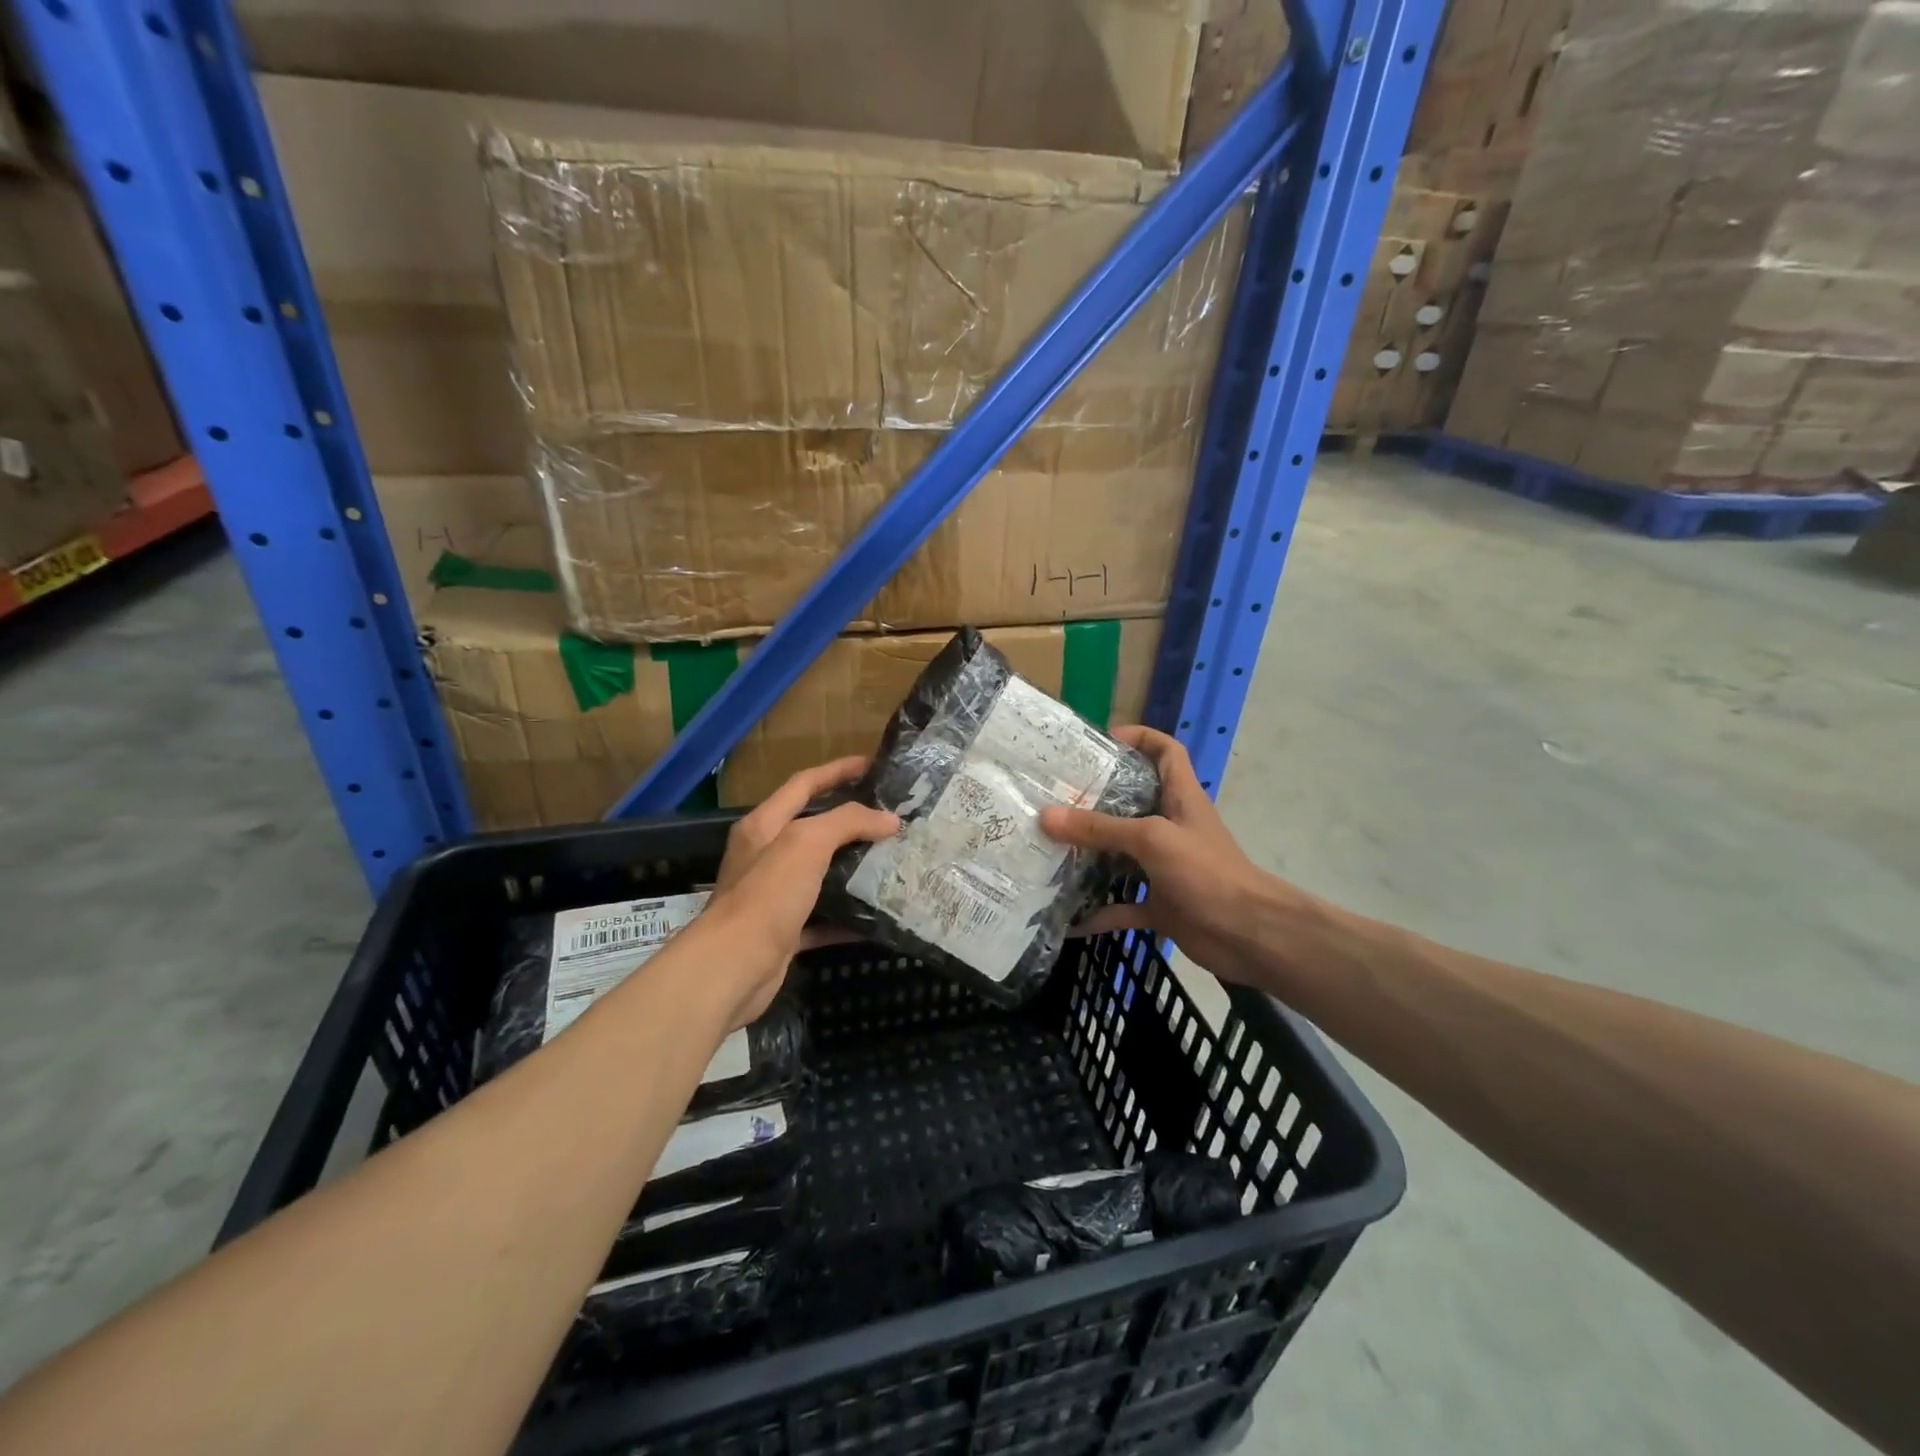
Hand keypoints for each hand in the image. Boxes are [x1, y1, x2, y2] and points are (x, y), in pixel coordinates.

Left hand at [700, 758, 897, 1026]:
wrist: (733, 968)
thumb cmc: (767, 895)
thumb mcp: (806, 844)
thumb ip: (847, 822)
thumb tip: (889, 819)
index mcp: (764, 825)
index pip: (804, 784)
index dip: (837, 770)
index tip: (873, 765)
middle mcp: (765, 855)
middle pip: (813, 827)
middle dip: (851, 819)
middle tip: (891, 816)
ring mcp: (774, 895)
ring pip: (821, 873)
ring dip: (853, 866)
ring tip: (892, 859)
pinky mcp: (784, 931)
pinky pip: (823, 917)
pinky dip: (848, 915)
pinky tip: (877, 914)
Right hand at [1039, 726, 1309, 987]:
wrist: (1249, 935)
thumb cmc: (1207, 873)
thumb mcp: (1152, 839)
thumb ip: (1101, 828)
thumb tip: (1047, 816)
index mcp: (1180, 798)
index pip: (1166, 752)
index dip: (1140, 738)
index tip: (1102, 741)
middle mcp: (1171, 828)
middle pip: (1131, 803)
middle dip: (1095, 800)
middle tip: (1054, 797)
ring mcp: (1165, 868)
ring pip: (1121, 856)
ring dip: (1090, 857)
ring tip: (1049, 850)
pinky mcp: (1161, 905)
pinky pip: (1122, 906)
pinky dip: (1098, 913)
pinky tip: (1068, 919)